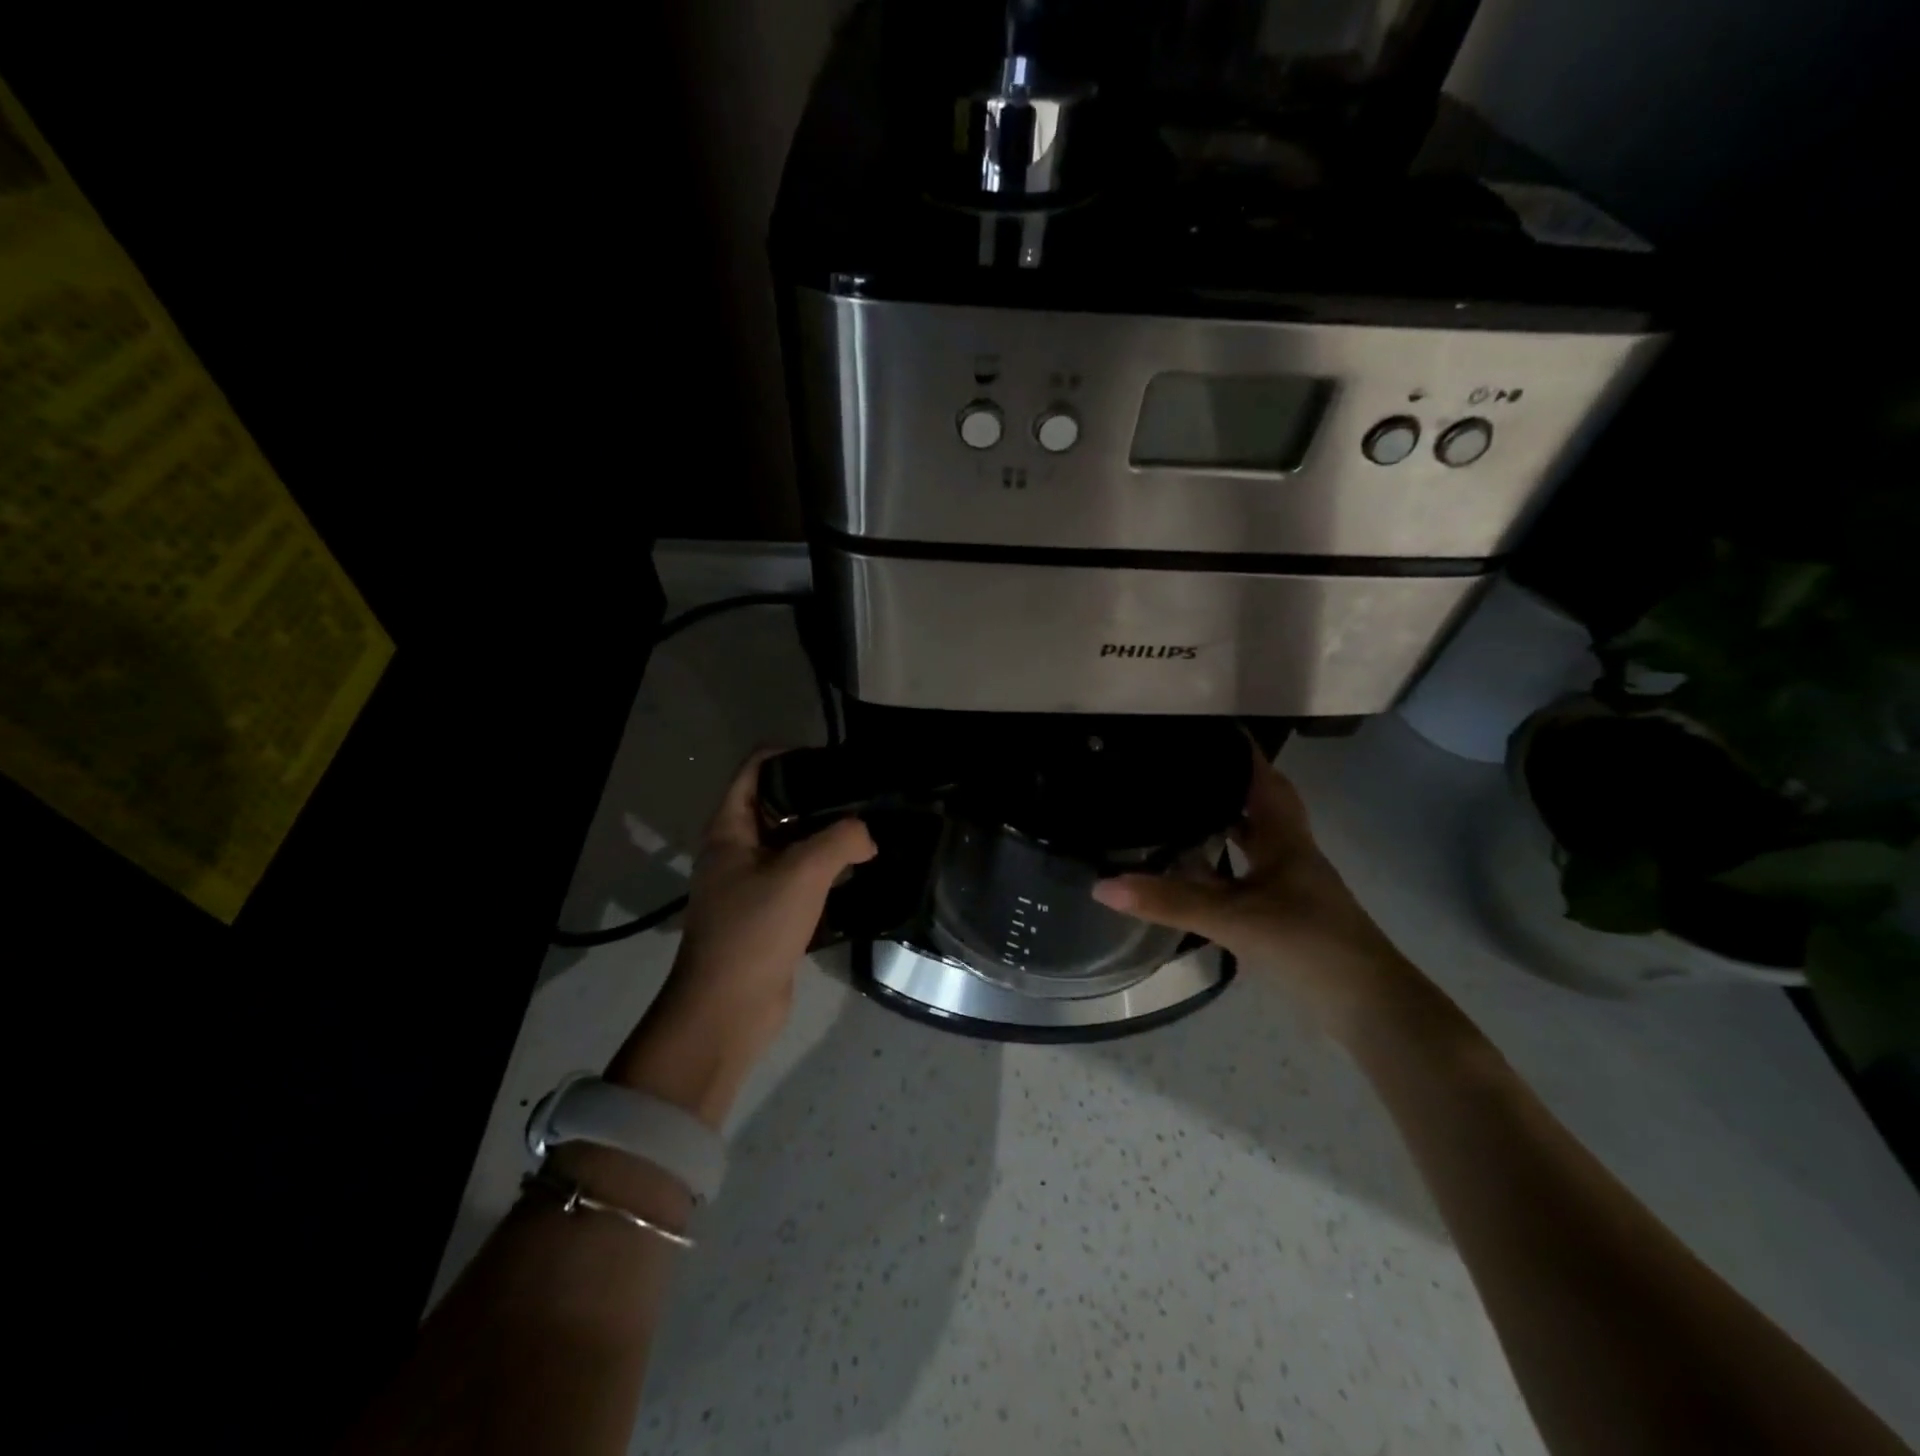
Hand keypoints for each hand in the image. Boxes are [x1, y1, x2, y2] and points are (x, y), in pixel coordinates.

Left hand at [609, 748, 874, 1124]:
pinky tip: (860, 872)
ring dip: (826, 837)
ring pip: (792, 844)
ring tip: (870, 831)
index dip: (793, 755)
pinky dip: (826, 871)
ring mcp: (751, 883)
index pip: (757, 769)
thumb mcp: (802, 873)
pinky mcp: (769, 913)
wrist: (728, 1009)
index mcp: (730, 829)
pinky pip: (800, 878)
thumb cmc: (756, 929)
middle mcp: (736, 850)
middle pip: (778, 805)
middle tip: (864, 798)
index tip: (836, 762)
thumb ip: (841, 840)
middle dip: (819, 798)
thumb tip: (868, 837)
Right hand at [1091, 741, 1432, 1041]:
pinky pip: (1241, 877)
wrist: (1366, 1008)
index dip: (1239, 751)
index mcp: (1285, 839)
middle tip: (1177, 769)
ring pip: (1249, 843)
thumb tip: (1103, 885)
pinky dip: (1216, 870)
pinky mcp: (1280, 915)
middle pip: (1256, 806)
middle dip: (1223, 784)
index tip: (1204, 729)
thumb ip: (1171, 901)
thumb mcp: (1235, 919)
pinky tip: (1189, 874)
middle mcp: (1288, 854)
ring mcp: (1286, 887)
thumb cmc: (1309, 945)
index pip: (1263, 779)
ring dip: (1218, 826)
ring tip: (1172, 811)